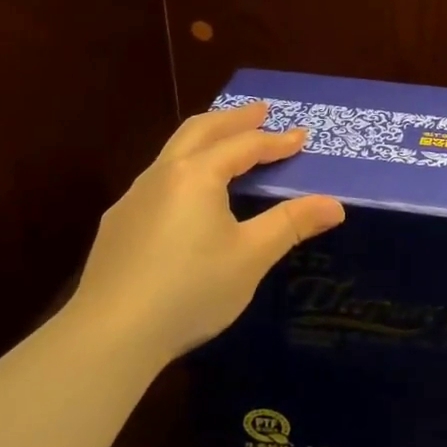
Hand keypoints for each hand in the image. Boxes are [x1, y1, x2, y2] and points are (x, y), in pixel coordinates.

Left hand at [67, 102, 345, 366]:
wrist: (111, 335)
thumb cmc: (191, 289)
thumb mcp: (252, 256)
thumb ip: (292, 224)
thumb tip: (335, 204)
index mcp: (198, 175)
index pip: (245, 146)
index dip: (276, 141)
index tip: (301, 136)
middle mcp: (162, 175)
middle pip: (201, 130)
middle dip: (233, 119)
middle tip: (260, 111)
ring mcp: (133, 199)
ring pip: (174, 152)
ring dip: (206, 138)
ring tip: (226, 142)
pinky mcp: (118, 225)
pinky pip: (158, 179)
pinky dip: (184, 167)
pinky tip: (188, 194)